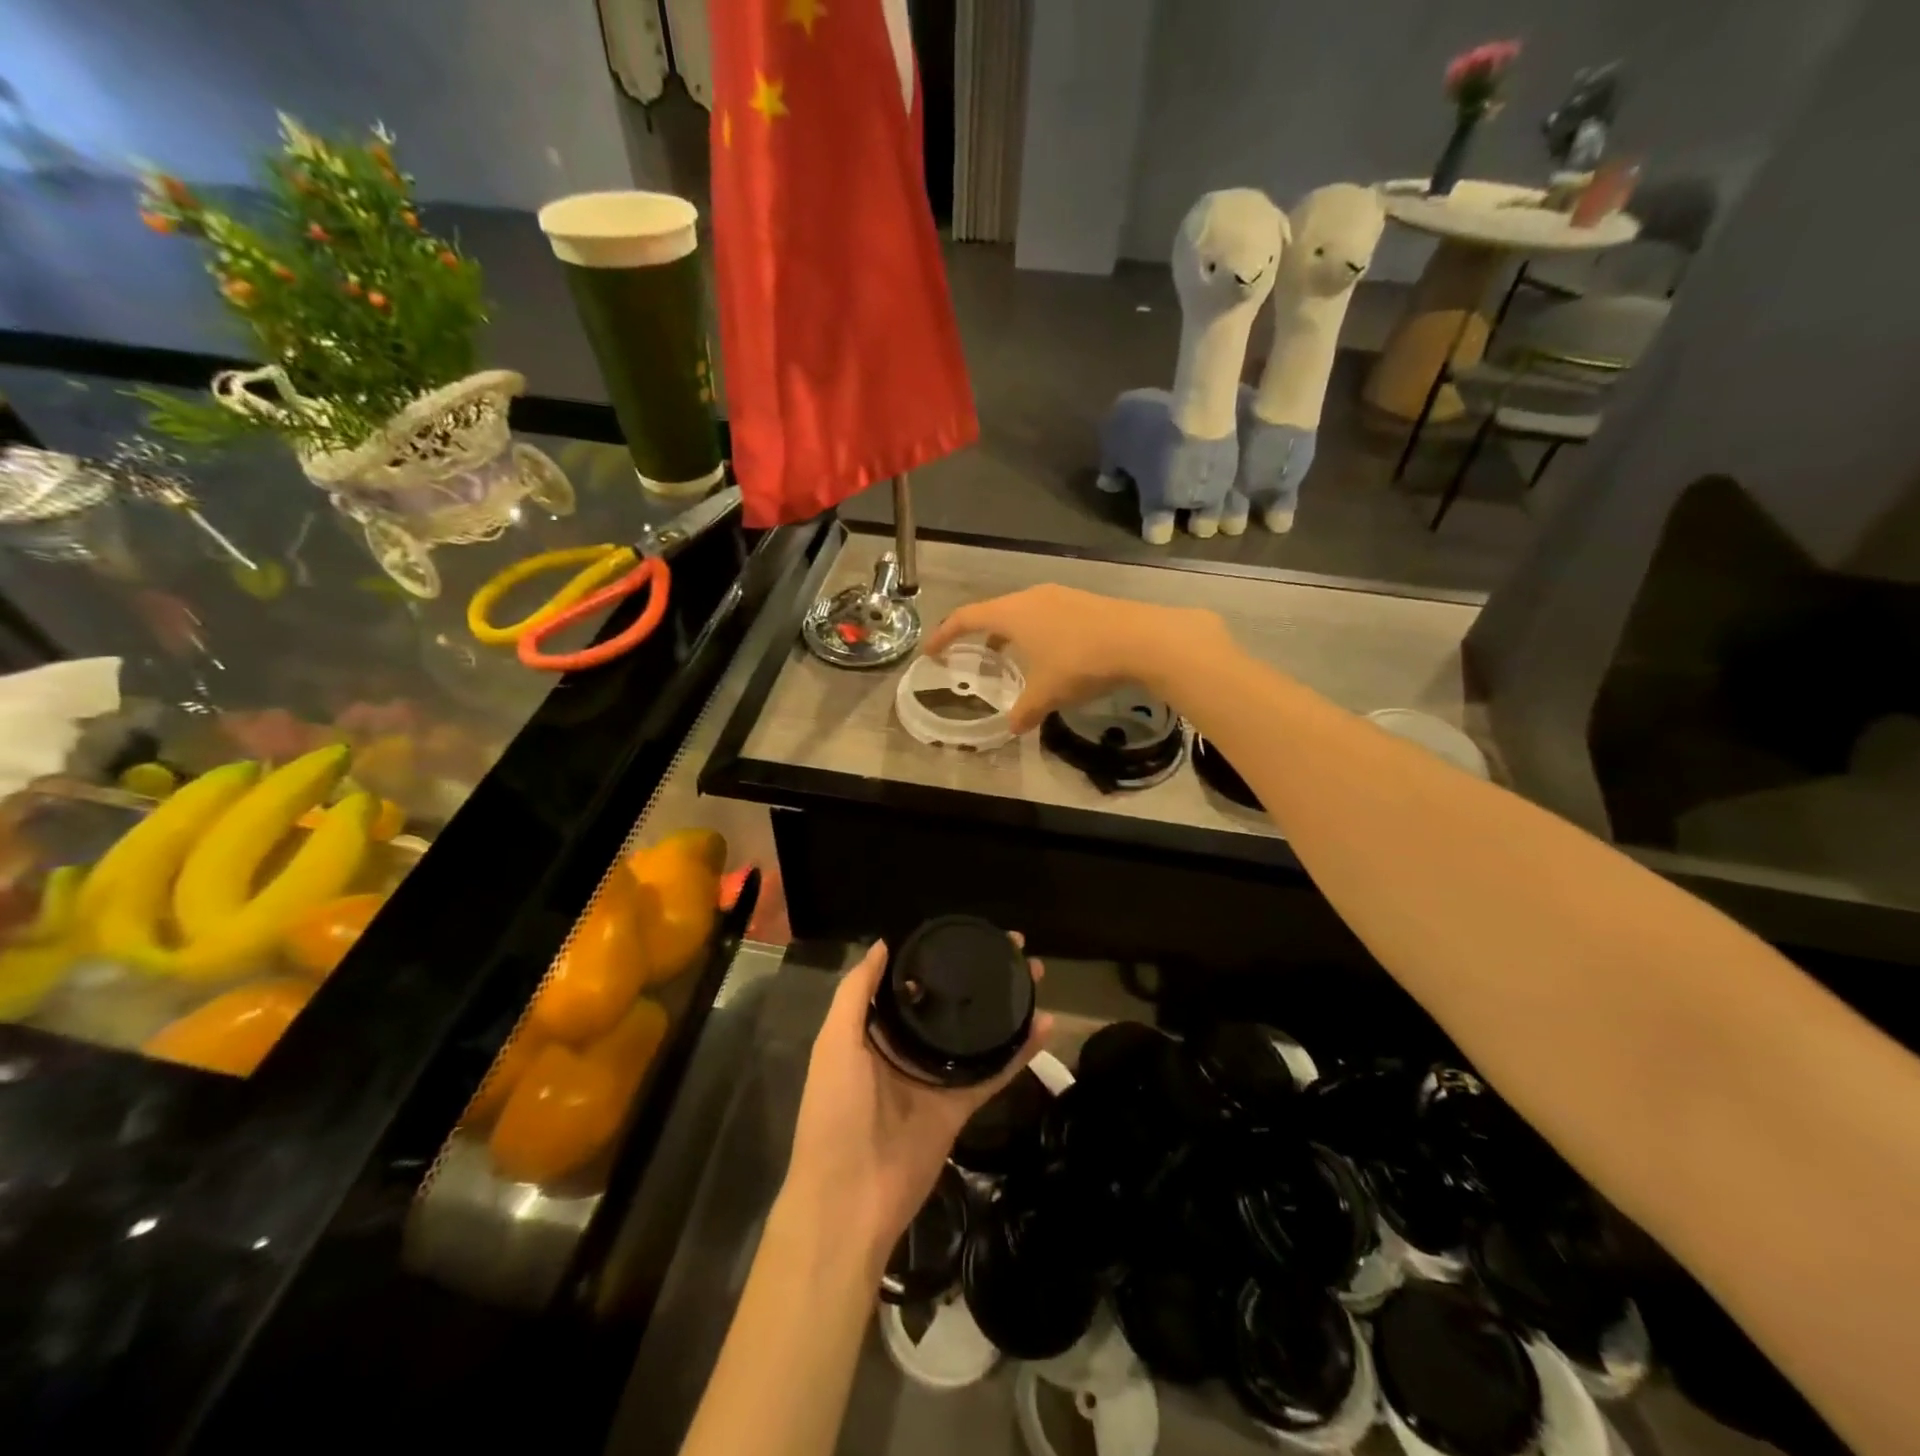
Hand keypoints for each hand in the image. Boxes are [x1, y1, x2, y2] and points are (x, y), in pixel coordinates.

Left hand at [783, 938, 1051, 1269]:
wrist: (850, 1199)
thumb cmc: (836, 1111)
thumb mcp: (834, 1043)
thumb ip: (856, 993)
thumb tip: (883, 943)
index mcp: (873, 1032)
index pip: (910, 983)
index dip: (935, 957)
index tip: (965, 932)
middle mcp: (907, 1049)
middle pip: (949, 1004)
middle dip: (979, 976)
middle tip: (1014, 947)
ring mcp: (936, 1077)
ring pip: (976, 1033)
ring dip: (1005, 1006)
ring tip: (1034, 975)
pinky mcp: (960, 1105)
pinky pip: (994, 1072)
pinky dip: (1020, 1051)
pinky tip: (1045, 1024)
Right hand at [924, 585, 1227, 733]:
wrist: (1140, 639)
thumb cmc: (1080, 662)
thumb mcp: (1047, 694)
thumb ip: (1024, 711)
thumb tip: (1011, 727)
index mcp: (1012, 613)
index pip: (966, 618)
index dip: (945, 634)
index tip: (932, 651)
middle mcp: (1032, 597)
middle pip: (994, 611)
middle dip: (979, 633)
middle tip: (971, 653)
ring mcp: (1060, 596)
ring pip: (1023, 612)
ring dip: (1010, 632)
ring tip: (1009, 655)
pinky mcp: (1084, 602)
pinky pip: (1047, 615)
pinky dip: (1036, 632)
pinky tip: (1049, 653)